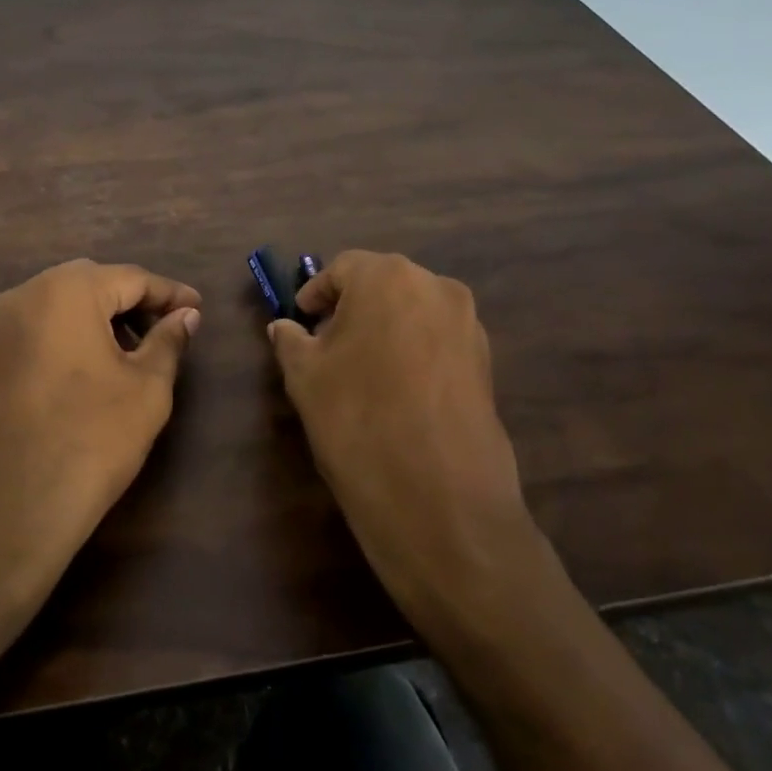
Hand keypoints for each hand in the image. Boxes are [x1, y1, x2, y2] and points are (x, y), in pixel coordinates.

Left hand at [0, 260, 201, 604]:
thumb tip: (187, 315)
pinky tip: (96, 363)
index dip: (169, 293)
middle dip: (134, 301)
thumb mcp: (147, 387)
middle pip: (93, 283)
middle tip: (169, 326)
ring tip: (136, 349)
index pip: (131, 278)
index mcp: (68, 289)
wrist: (12, 505)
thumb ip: (169, 340)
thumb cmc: (92, 437)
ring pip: (63, 302)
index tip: (198, 307)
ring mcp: (1, 324)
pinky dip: (72, 332)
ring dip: (102, 316)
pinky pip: (41, 326)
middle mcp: (28, 293)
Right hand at [268, 251, 534, 629]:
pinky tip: (396, 393)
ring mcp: (469, 326)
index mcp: (388, 278)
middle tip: (326, 347)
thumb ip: (291, 341)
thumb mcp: (305, 377)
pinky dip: (413, 353)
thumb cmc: (358, 421)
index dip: (316, 295)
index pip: (343, 269)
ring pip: (413, 313)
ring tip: (361, 373)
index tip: (301, 323)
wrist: (440, 501)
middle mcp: (436, 288)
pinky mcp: (487, 365)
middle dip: (352, 310)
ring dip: (384, 330)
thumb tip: (284, 328)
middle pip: (382, 285)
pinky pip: (438, 342)